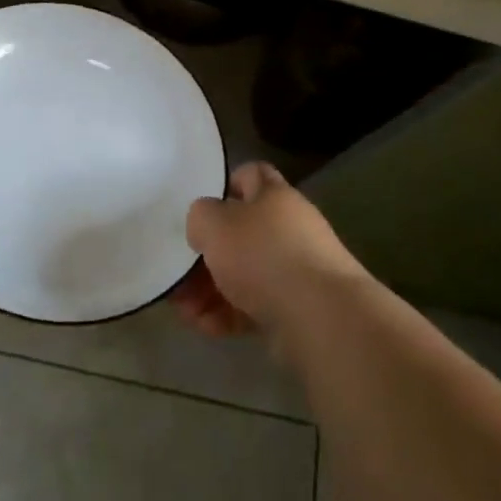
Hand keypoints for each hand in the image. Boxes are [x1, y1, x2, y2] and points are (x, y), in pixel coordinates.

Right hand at [173, 161, 367, 342]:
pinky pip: (254, 307)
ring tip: (185, 309)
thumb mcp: (214, 223)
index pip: (251, 175)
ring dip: (210, 290)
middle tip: (180, 273)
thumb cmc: (263, 255)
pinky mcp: (297, 309)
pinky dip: (229, 315)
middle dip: (208, 254)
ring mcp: (296, 271)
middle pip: (242, 233)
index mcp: (275, 196)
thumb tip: (205, 227)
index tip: (201, 209)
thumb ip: (200, 216)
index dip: (226, 185)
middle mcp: (289, 228)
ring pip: (244, 274)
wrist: (320, 317)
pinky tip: (205, 326)